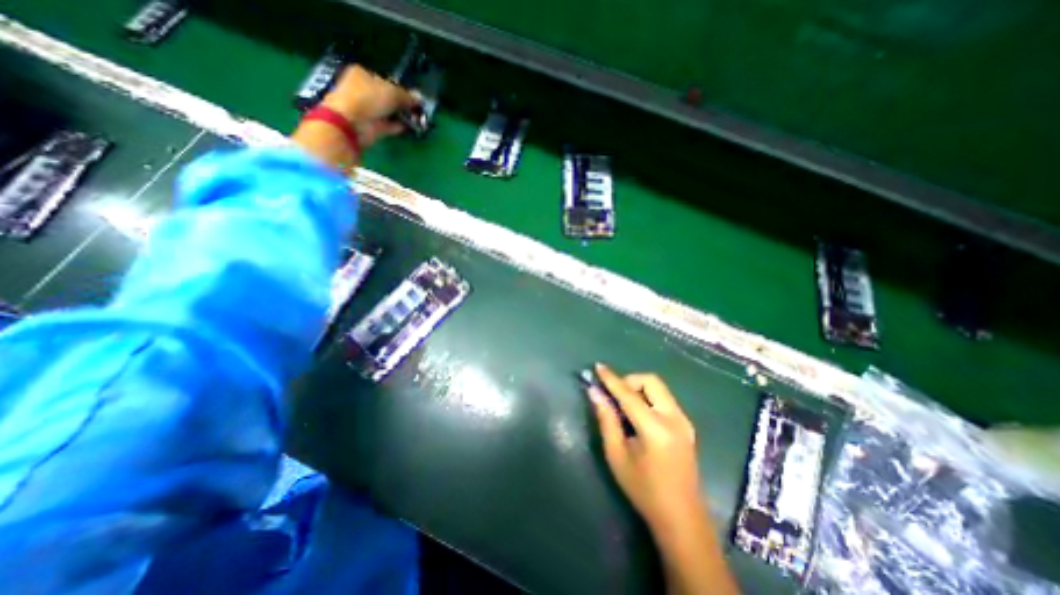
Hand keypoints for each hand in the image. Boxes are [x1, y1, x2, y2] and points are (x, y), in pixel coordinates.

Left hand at [321, 62, 420, 149]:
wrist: (352, 123)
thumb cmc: (369, 99)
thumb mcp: (392, 93)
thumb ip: (407, 96)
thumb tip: (420, 98)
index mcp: (363, 75)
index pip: (385, 81)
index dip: (400, 89)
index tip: (413, 98)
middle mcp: (364, 91)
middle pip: (388, 97)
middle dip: (402, 104)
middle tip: (418, 110)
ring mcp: (367, 110)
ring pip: (389, 112)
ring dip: (402, 116)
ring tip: (418, 119)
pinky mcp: (372, 126)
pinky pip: (389, 125)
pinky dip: (399, 126)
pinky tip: (411, 127)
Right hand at [589, 363, 702, 535]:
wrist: (682, 518)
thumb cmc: (643, 490)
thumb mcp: (617, 455)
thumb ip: (606, 419)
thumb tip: (594, 392)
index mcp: (655, 429)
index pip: (629, 394)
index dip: (611, 379)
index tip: (598, 366)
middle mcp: (674, 418)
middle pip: (651, 381)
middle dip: (629, 380)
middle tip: (614, 395)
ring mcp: (684, 420)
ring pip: (659, 387)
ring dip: (639, 388)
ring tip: (624, 406)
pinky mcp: (687, 425)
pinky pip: (664, 398)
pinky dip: (648, 397)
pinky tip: (638, 415)